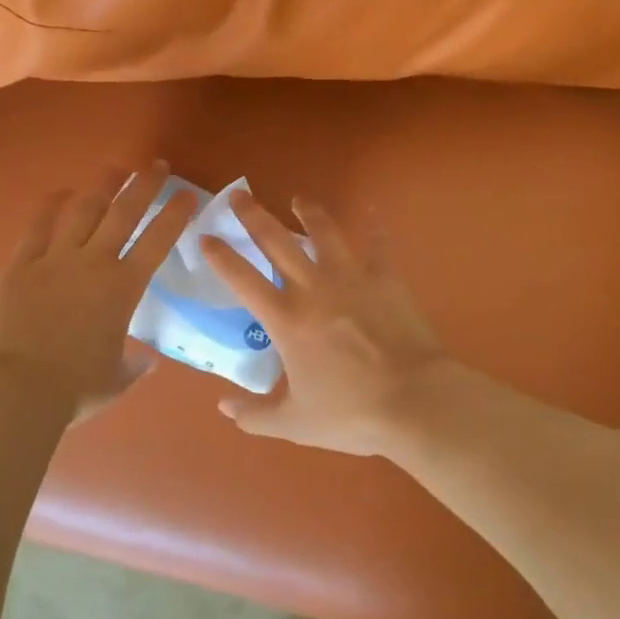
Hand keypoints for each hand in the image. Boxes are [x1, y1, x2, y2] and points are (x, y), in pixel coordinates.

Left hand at [0, 163, 196, 422]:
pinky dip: (50, 206)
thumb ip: (134, 365)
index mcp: (123, 288)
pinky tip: (60, 192)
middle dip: (143, 185)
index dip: (175, 214)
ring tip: (115, 168)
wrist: (17, 389)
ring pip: (83, 210)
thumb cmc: (74, 389)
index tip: (188, 194)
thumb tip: (147, 359)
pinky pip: (38, 226)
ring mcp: (55, 259)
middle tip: (156, 165)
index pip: (158, 241)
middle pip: (123, 213)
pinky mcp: (22, 264)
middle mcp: (94, 263)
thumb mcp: (116, 380)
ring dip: (102, 186)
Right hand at [200, 193, 455, 456]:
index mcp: (286, 320)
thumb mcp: (294, 424)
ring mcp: (351, 278)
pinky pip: (378, 245)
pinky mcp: (386, 279)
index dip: (220, 256)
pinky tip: (372, 210)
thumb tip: (223, 407)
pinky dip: (374, 226)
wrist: (414, 401)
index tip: (205, 236)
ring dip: (309, 212)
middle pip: (276, 242)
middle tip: (239, 194)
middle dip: (253, 216)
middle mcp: (313, 288)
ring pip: (324, 233)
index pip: (242, 279)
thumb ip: (254, 416)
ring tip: (299, 198)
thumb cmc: (351, 414)